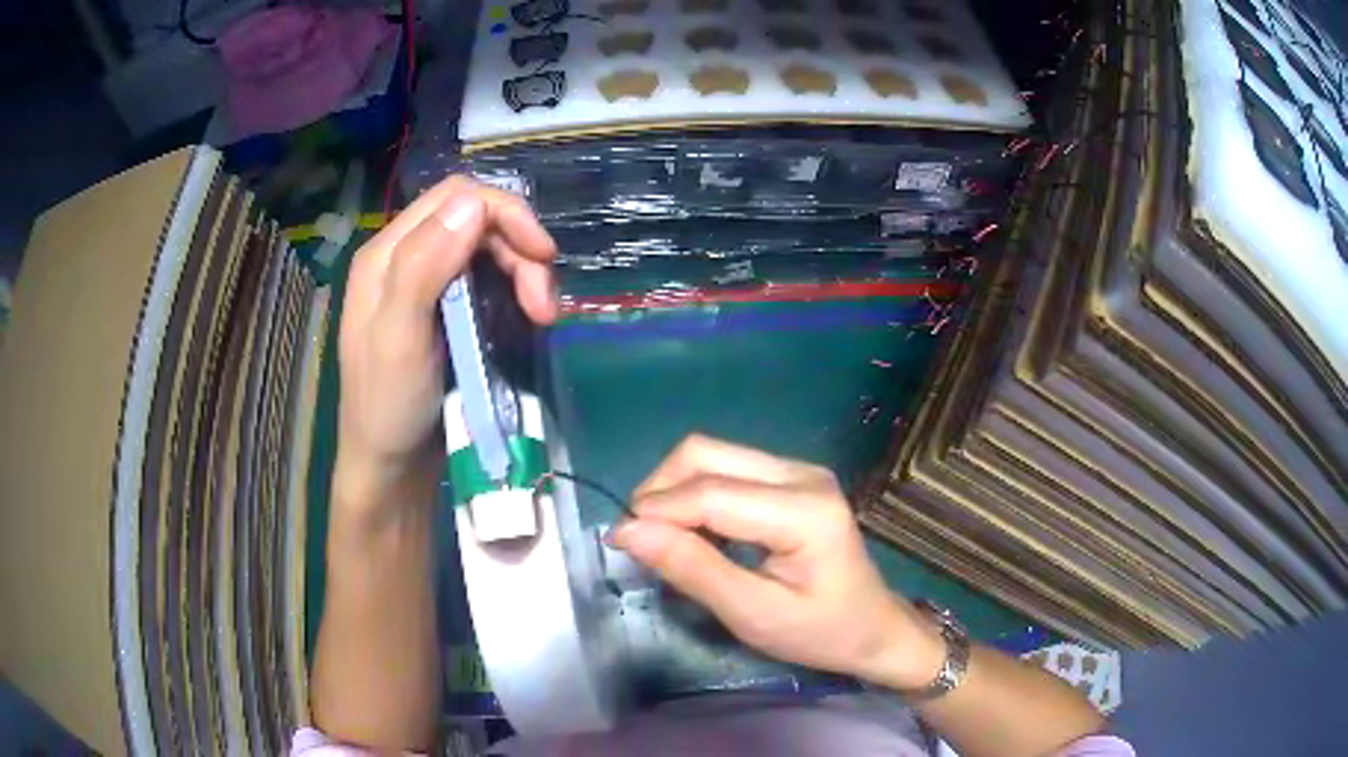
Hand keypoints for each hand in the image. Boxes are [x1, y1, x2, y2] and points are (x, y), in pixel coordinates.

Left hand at [335, 176, 557, 509]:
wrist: (390, 466)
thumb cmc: (387, 407)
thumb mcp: (398, 339)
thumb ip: (423, 266)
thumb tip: (473, 203)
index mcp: (386, 253)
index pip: (454, 197)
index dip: (504, 213)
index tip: (542, 255)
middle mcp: (407, 257)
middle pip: (477, 221)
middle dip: (520, 250)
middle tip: (544, 306)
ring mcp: (428, 283)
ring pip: (489, 249)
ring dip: (525, 273)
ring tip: (543, 317)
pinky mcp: (447, 309)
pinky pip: (490, 279)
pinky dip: (517, 291)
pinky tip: (528, 318)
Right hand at [610, 435, 945, 689]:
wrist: (872, 628)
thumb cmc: (820, 632)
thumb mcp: (753, 614)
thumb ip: (693, 569)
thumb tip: (628, 531)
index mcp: (804, 509)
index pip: (711, 493)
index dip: (657, 511)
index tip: (618, 540)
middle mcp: (802, 474)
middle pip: (706, 454)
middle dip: (661, 490)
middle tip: (642, 539)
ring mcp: (799, 470)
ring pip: (713, 455)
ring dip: (676, 490)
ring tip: (665, 538)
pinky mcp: (791, 477)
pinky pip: (728, 469)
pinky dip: (697, 494)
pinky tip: (697, 531)